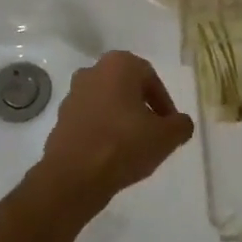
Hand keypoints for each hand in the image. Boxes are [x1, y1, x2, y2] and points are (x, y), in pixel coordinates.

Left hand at [33, 51, 193, 214]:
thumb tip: (181, 124)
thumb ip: (181, 125)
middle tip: (154, 135)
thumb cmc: (124, 145)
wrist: (73, 176)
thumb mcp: (166, 137)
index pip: (151, 79)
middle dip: (142, 109)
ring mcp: (73, 95)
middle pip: (127, 89)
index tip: (170, 126)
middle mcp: (92, 71)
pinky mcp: (60, 119)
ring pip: (107, 104)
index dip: (164, 104)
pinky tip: (112, 156)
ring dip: (122, 120)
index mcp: (118, 64)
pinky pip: (91, 121)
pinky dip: (103, 132)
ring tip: (134, 148)